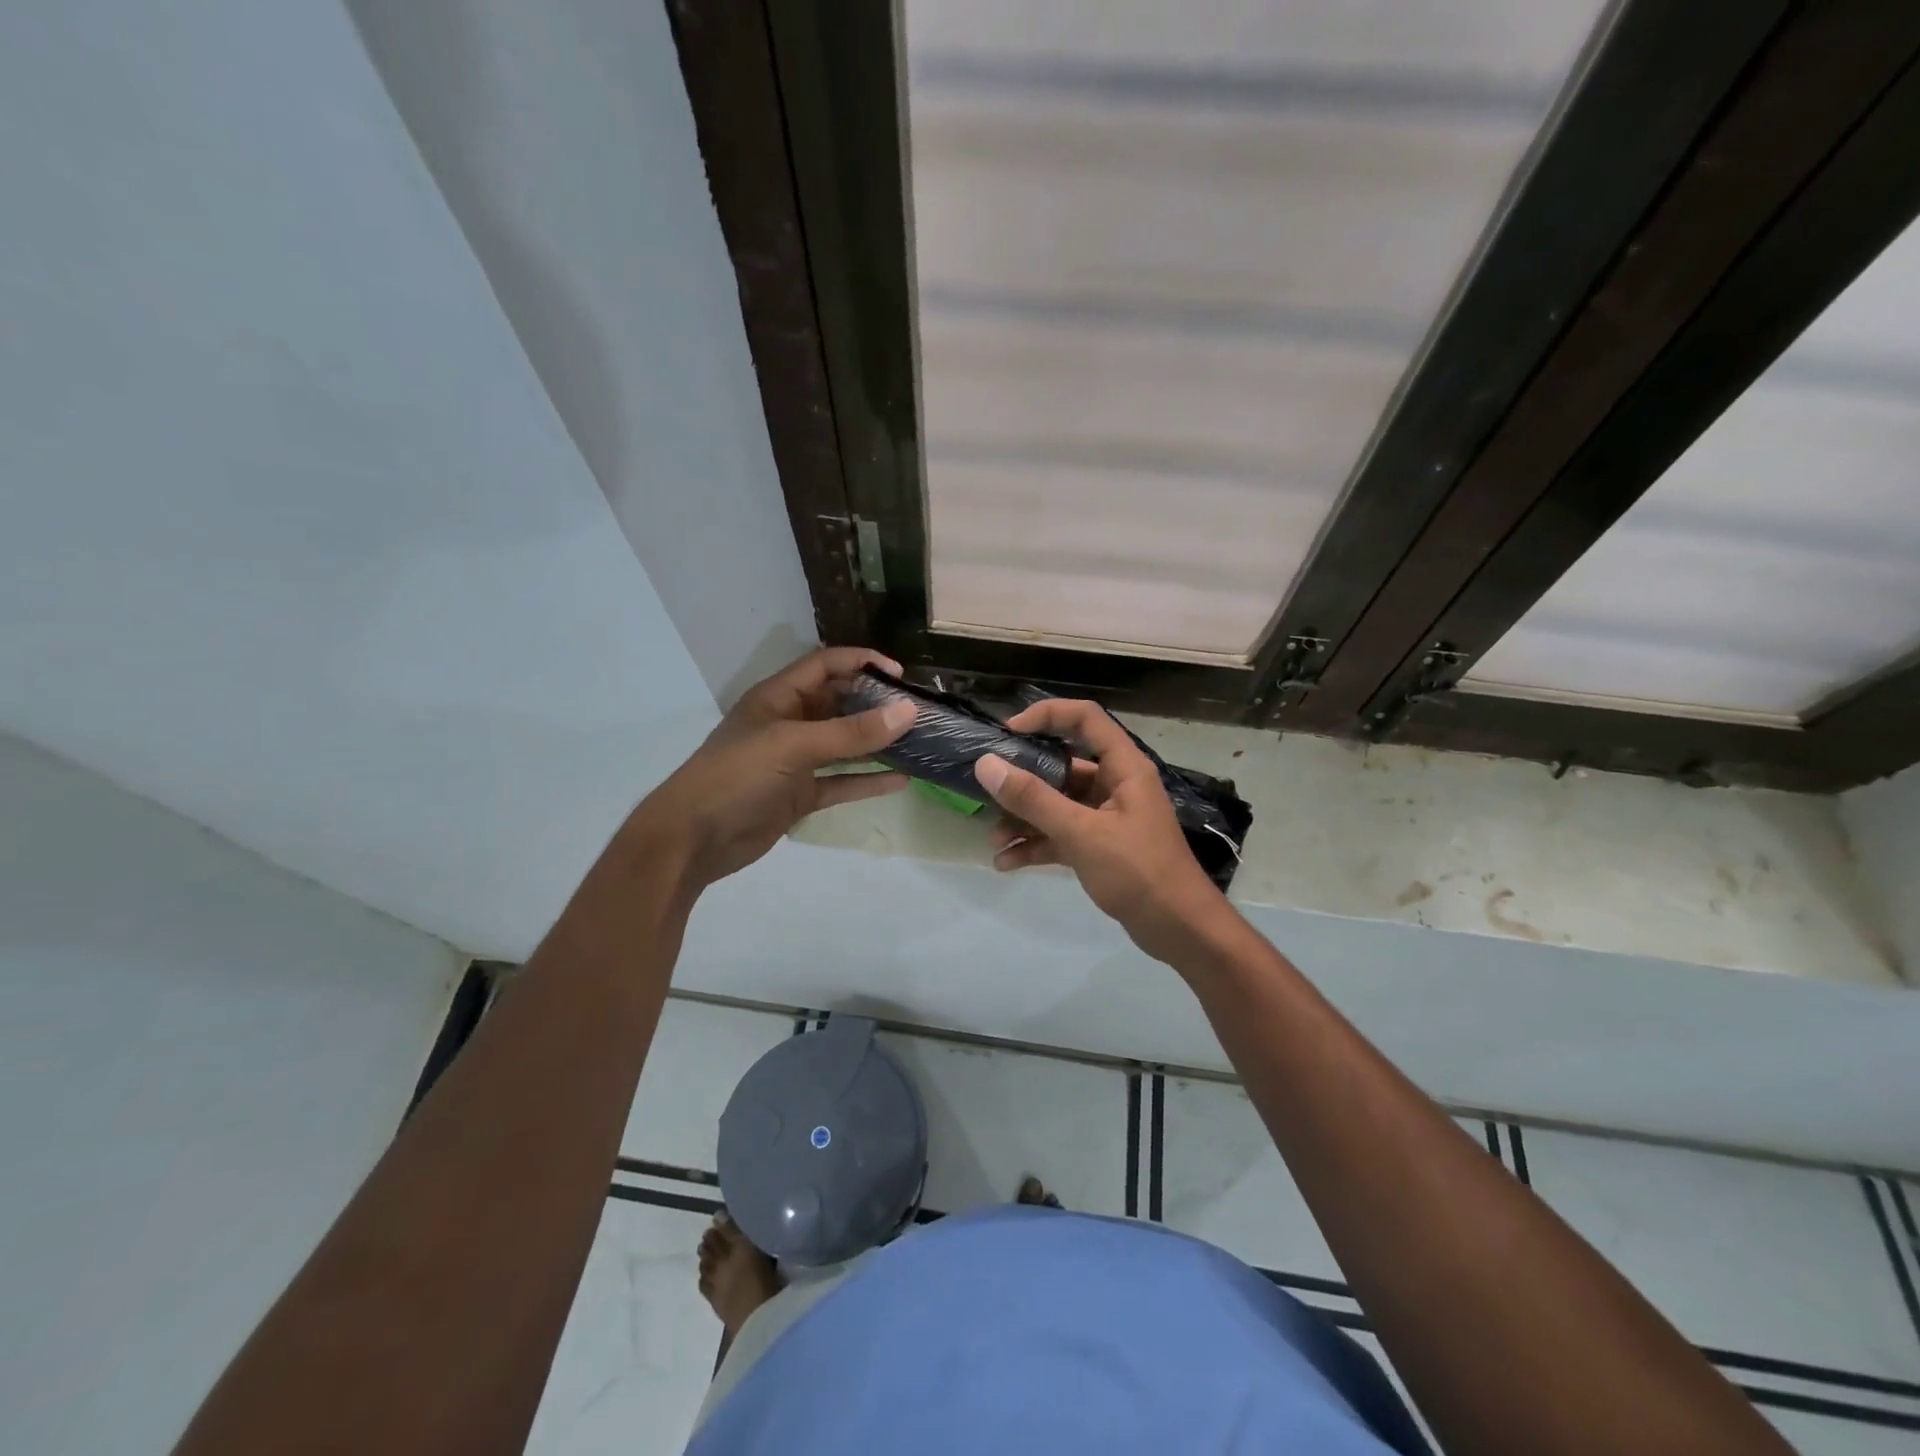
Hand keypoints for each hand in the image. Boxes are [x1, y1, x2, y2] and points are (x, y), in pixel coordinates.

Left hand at [634, 647, 914, 887]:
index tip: (901, 676)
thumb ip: (852, 732)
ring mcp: (795, 761)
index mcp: (778, 697)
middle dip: (876, 704)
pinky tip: (900, 781)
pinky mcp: (799, 795)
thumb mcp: (794, 746)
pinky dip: (867, 781)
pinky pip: (840, 782)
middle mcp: (789, 723)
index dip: (862, 663)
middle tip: (918, 711)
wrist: (693, 839)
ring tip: (918, 742)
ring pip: (844, 745)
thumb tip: (908, 712)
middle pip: (839, 704)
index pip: (826, 665)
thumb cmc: (738, 776)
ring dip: (876, 743)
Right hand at [973, 699, 1231, 963]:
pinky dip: (1036, 844)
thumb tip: (986, 765)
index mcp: (1123, 767)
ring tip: (994, 840)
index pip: (1084, 719)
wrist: (1180, 930)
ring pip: (1057, 804)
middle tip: (988, 792)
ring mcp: (1107, 817)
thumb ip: (1033, 799)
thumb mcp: (1081, 833)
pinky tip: (1007, 863)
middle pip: (1062, 766)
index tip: (1007, 734)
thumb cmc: (1138, 871)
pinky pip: (1061, 835)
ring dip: (1024, 819)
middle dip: (1023, 781)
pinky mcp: (1100, 847)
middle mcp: (1115, 785)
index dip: (1046, 715)